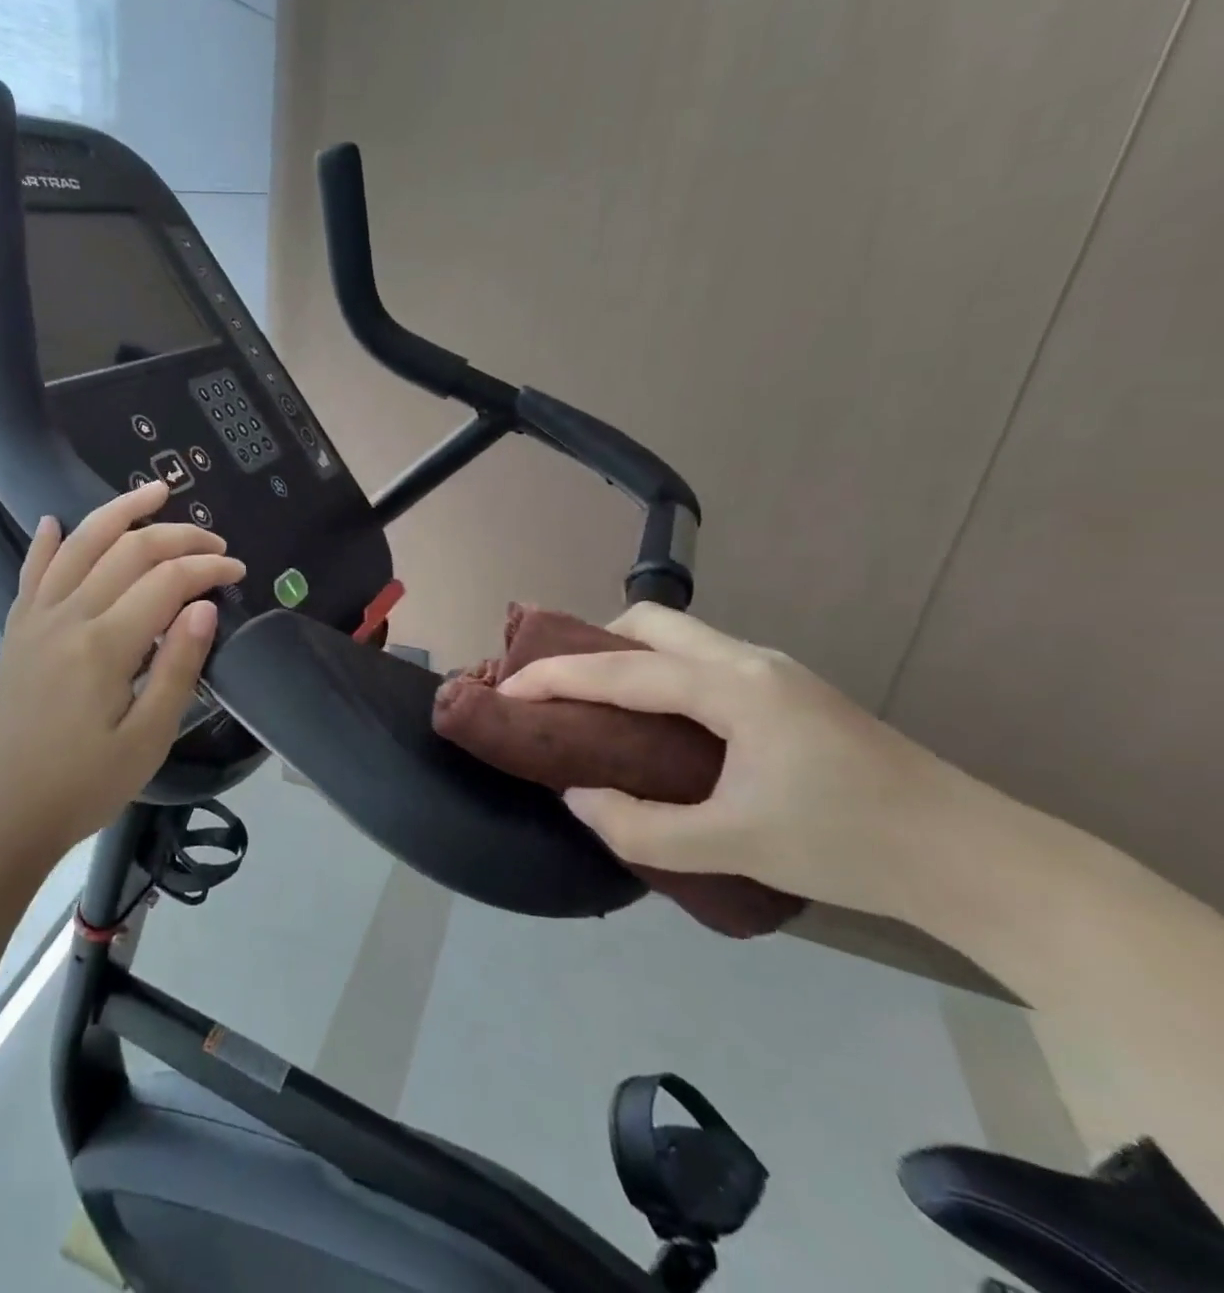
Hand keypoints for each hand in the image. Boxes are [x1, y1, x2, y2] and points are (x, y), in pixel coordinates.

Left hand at [0, 482, 244, 856]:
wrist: (5, 814)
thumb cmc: (84, 785)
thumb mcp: (147, 739)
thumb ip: (178, 667)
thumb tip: (204, 608)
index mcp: (104, 645)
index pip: (166, 582)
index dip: (207, 569)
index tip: (237, 572)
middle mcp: (67, 617)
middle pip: (128, 552)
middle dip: (178, 537)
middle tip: (215, 543)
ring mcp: (36, 619)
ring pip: (79, 545)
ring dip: (118, 513)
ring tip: (153, 492)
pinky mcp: (17, 631)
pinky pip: (31, 573)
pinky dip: (45, 543)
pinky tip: (54, 520)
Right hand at [498, 603, 998, 916]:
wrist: (978, 860)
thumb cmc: (851, 847)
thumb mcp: (732, 846)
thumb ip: (639, 827)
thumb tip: (577, 796)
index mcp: (732, 688)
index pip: (619, 669)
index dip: (553, 676)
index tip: (504, 689)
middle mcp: (750, 661)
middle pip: (649, 622)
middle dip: (591, 644)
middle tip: (561, 691)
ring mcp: (775, 671)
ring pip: (679, 637)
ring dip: (627, 656)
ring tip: (599, 705)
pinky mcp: (791, 691)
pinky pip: (702, 659)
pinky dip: (660, 672)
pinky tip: (660, 721)